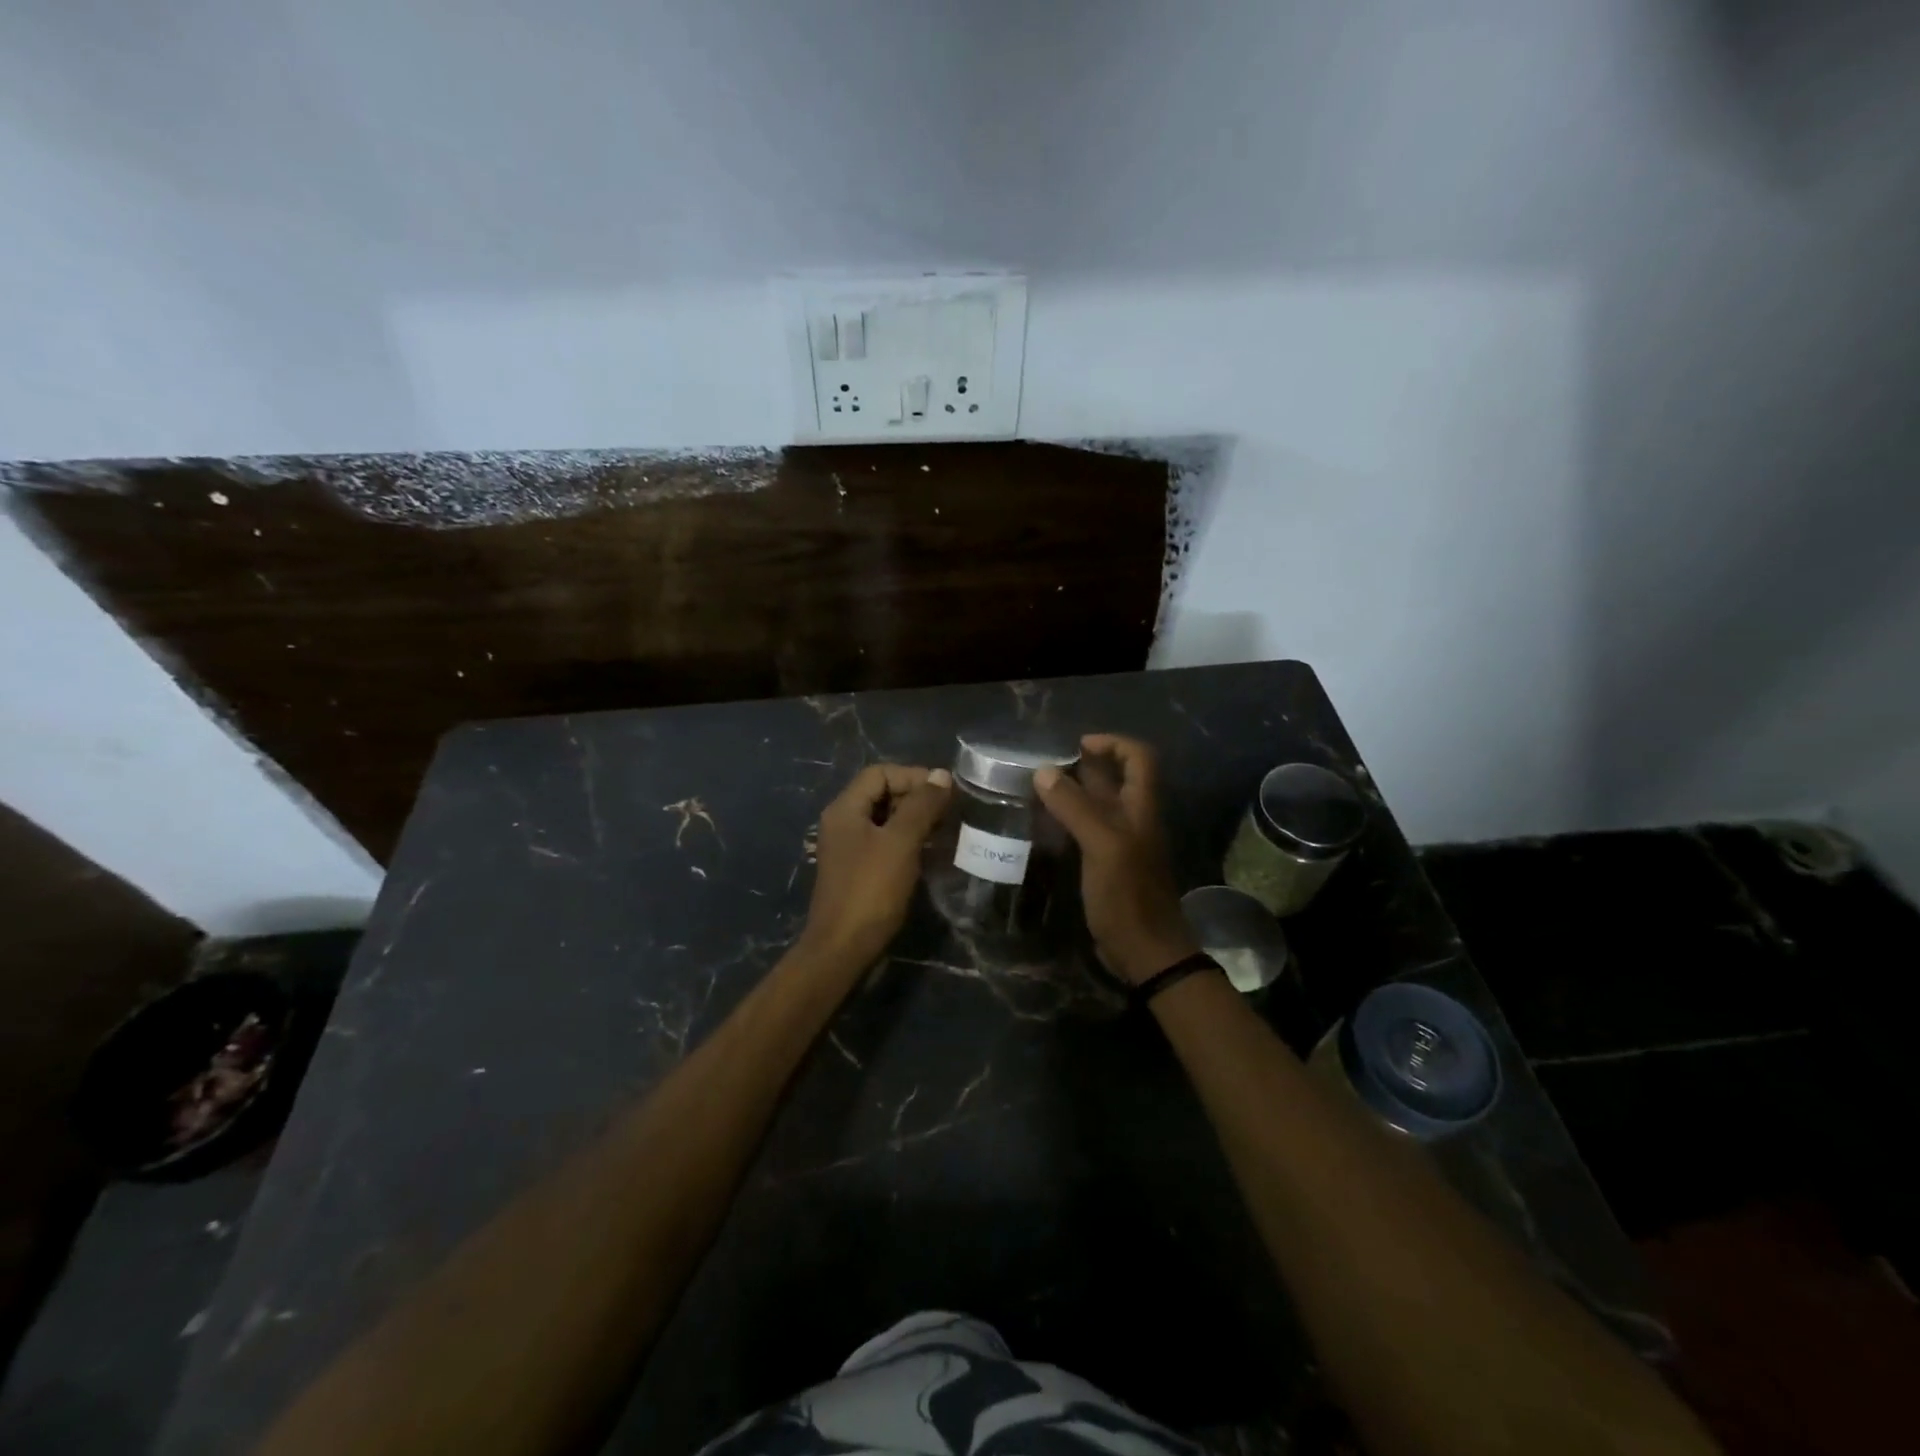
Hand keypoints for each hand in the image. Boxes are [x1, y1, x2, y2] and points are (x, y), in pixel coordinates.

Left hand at [801, 764, 952, 969]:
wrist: (842, 948)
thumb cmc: (871, 890)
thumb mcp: (901, 842)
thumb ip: (921, 806)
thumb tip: (941, 775)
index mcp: (845, 809)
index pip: (880, 773)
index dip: (913, 776)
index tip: (944, 792)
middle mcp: (842, 823)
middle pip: (881, 794)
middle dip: (916, 797)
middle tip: (948, 812)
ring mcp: (848, 848)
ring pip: (885, 820)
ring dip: (914, 820)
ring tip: (944, 831)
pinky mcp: (857, 871)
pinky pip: (884, 843)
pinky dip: (907, 841)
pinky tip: (928, 853)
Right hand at [1035, 735, 1197, 984]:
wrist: (1145, 951)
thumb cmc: (1128, 895)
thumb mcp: (1102, 846)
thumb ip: (1075, 807)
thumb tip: (1044, 771)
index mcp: (1141, 807)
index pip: (1138, 757)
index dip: (1112, 743)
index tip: (1077, 745)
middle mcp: (1134, 819)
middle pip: (1115, 778)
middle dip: (1084, 766)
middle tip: (1045, 766)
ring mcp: (1121, 842)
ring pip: (1098, 804)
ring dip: (1072, 793)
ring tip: (1037, 790)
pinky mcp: (1107, 864)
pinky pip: (1088, 831)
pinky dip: (1068, 821)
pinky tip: (1044, 825)